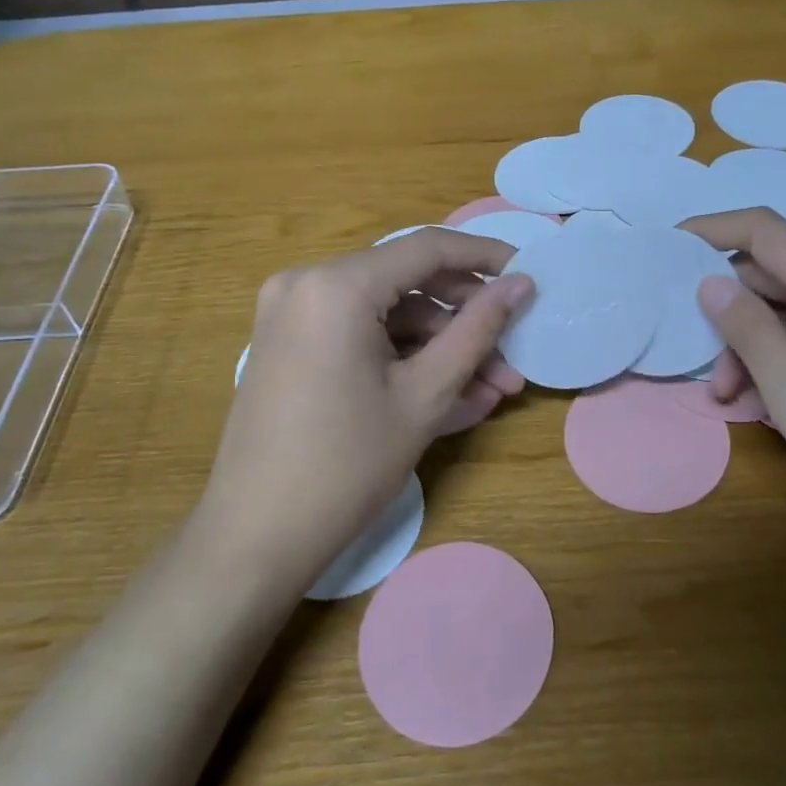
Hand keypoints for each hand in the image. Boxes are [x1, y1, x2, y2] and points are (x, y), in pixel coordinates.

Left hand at [198, 229, 533, 591]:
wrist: (256, 537)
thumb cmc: (348, 464)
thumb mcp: (425, 394)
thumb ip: (478, 330)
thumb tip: (522, 284)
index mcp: (338, 285)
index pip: (428, 249)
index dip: (485, 257)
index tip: (528, 274)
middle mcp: (307, 283)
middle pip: (407, 283)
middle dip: (465, 322)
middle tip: (513, 356)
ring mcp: (293, 314)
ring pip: (386, 315)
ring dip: (440, 349)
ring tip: (490, 392)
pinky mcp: (291, 344)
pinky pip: (360, 336)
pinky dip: (403, 360)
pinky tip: (450, 397)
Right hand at [683, 208, 785, 549]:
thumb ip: (752, 335)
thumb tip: (711, 283)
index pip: (768, 232)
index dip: (712, 229)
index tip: (667, 246)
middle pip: (779, 274)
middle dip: (733, 314)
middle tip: (709, 376)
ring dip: (757, 343)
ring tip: (735, 399)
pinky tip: (772, 399)